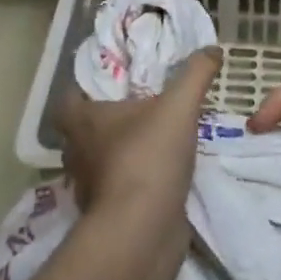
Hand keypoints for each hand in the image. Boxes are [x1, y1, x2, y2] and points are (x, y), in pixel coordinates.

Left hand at [58, 48, 221, 220]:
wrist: (142, 231)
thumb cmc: (148, 157)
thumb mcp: (180, 105)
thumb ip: (196, 73)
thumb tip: (212, 48)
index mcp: (82, 121)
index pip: (68, 98)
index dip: (82, 88)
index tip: (109, 83)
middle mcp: (77, 152)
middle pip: (82, 130)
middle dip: (105, 121)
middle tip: (137, 108)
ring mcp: (89, 187)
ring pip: (98, 161)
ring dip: (119, 152)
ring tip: (152, 140)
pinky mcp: (107, 214)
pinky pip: (116, 188)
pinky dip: (132, 181)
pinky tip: (158, 175)